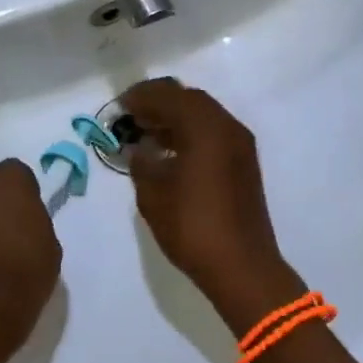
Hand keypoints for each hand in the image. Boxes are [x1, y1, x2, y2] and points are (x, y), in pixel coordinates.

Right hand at [121, 79, 304, 333]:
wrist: (242, 267)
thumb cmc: (192, 227)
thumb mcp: (153, 195)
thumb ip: (141, 162)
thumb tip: (138, 148)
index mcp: (205, 128)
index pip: (169, 96)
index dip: (141, 97)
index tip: (119, 106)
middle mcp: (227, 127)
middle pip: (189, 99)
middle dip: (159, 102)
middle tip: (132, 115)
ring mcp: (239, 145)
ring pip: (203, 115)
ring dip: (174, 117)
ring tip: (145, 132)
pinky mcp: (243, 163)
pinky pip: (213, 132)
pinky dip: (189, 132)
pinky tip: (168, 151)